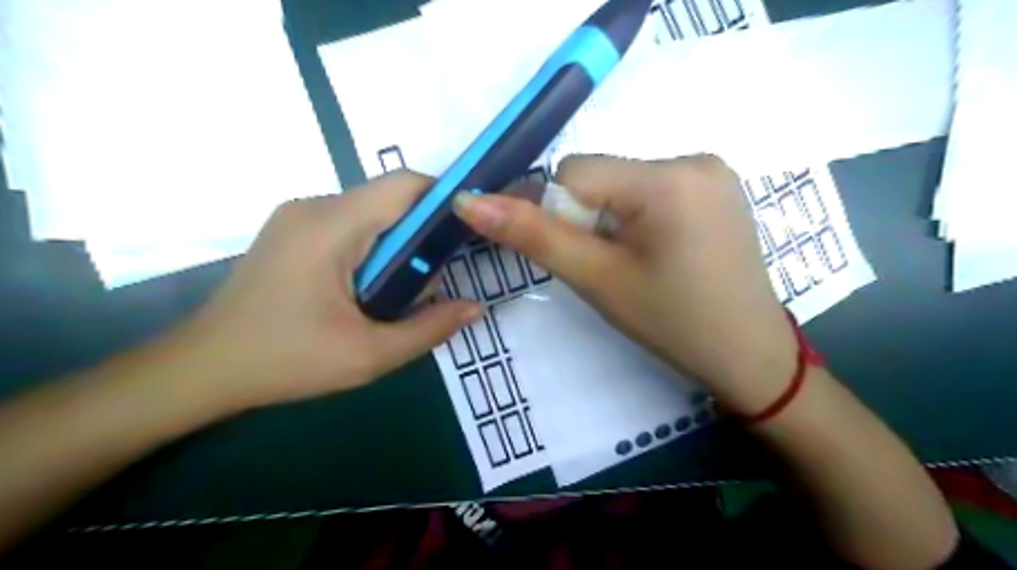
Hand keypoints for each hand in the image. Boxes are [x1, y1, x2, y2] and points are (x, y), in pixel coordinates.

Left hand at [176, 171, 483, 416]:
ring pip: (372, 211)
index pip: (404, 185)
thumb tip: (476, 308)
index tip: (470, 231)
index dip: (446, 198)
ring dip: (398, 243)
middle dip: (423, 231)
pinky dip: (375, 246)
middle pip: (390, 198)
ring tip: (402, 289)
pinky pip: (351, 223)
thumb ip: (429, 329)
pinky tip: (372, 286)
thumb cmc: (284, 361)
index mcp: (331, 227)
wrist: (203, 369)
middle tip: (436, 277)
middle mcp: (314, 207)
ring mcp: (299, 216)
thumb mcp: (368, 355)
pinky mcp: (293, 230)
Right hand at [456, 156, 797, 414]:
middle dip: (590, 218)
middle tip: (613, 266)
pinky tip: (661, 252)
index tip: (582, 256)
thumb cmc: (671, 322)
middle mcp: (694, 158)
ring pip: (625, 183)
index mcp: (667, 178)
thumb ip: (532, 235)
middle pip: (603, 175)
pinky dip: (640, 215)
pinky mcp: (719, 187)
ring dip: (614, 219)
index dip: (561, 214)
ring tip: (640, 263)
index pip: (575, 171)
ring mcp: (713, 171)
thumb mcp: (597, 279)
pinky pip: (654, 188)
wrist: (748, 355)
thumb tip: (468, 201)